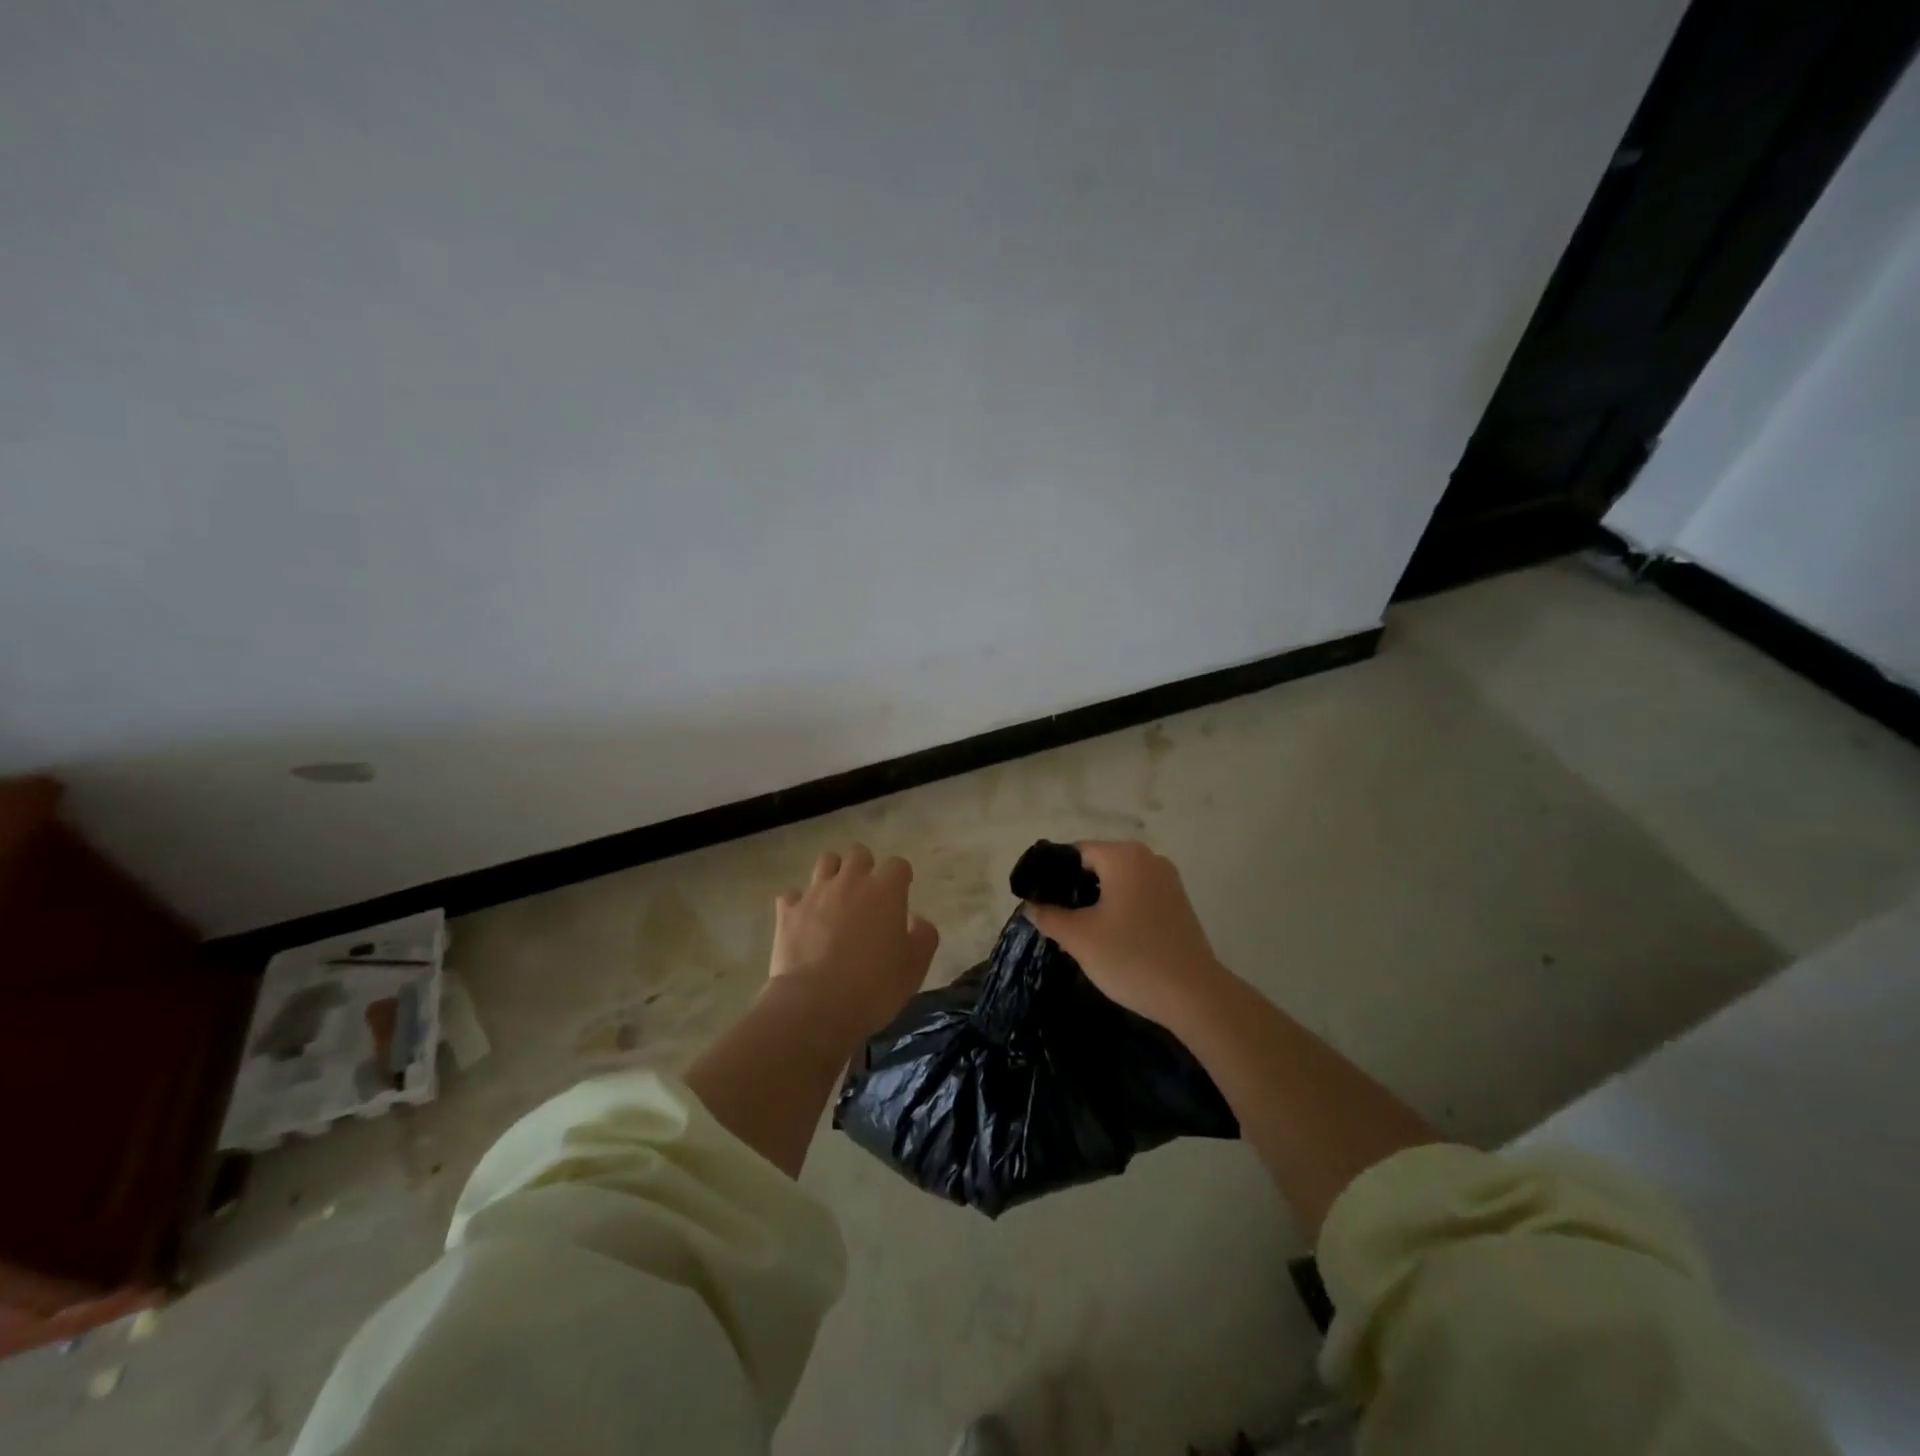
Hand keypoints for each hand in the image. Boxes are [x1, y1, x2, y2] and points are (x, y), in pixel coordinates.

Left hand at [767, 844, 939, 1043]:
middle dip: (864, 867)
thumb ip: (923, 936)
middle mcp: (850, 881)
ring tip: (835, 899)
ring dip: (833, 874)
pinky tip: (803, 920)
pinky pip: (792, 895)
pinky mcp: (788, 911)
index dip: (900, 878)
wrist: (816, 1004)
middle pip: (858, 853)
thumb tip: (917, 921)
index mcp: (885, 890)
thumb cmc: (874, 985)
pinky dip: (799, 903)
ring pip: (825, 862)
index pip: (897, 865)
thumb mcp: (915, 966)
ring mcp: (815, 893)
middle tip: (867, 894)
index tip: (901, 893)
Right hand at [1022, 840, 1222, 1027]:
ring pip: (1118, 882)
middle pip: (1098, 864)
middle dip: (1074, 889)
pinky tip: (1109, 937)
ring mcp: (1168, 881)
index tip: (1037, 901)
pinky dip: (1119, 909)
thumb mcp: (1079, 938)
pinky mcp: (1178, 904)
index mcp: (1123, 856)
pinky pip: (1137, 896)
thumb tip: (1031, 906)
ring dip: (1097, 901)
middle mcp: (1148, 858)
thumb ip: (1049, 916)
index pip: (1074, 853)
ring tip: (1078, 931)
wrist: (1194, 996)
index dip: (1052, 875)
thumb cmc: (1131, 957)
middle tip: (1054, 919)